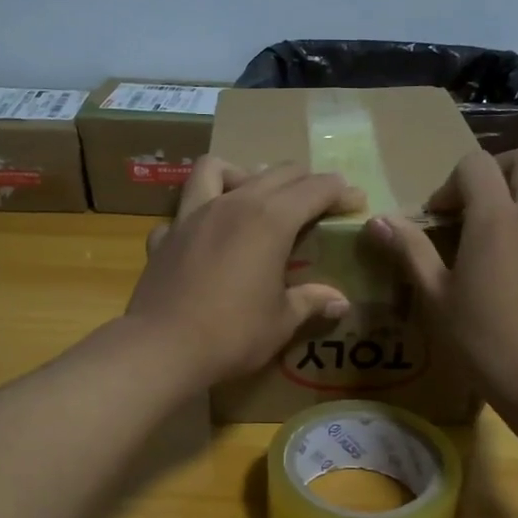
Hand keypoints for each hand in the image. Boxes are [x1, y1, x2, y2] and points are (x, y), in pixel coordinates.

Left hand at [125, 158, 364, 387]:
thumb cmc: (232, 334)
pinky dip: (197, 216)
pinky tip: (205, 238)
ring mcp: (192, 216)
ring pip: (215, 169)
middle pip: (274, 172)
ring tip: (252, 198)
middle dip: (303, 180)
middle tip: (319, 202)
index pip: (314, 189)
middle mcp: (232, 204)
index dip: (340, 191)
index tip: (355, 201)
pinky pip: (182, 212)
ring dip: (240, 174)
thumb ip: (310, 302)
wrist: (162, 348)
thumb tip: (340, 301)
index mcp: (270, 220)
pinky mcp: (164, 236)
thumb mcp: (281, 321)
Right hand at [365, 147, 517, 409]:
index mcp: (495, 220)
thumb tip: (377, 220)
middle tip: (477, 202)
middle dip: (499, 170)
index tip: (438, 218)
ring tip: (512, 221)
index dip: (451, 183)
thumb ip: (410, 250)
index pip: (476, 165)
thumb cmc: (479, 340)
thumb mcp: (434, 296)